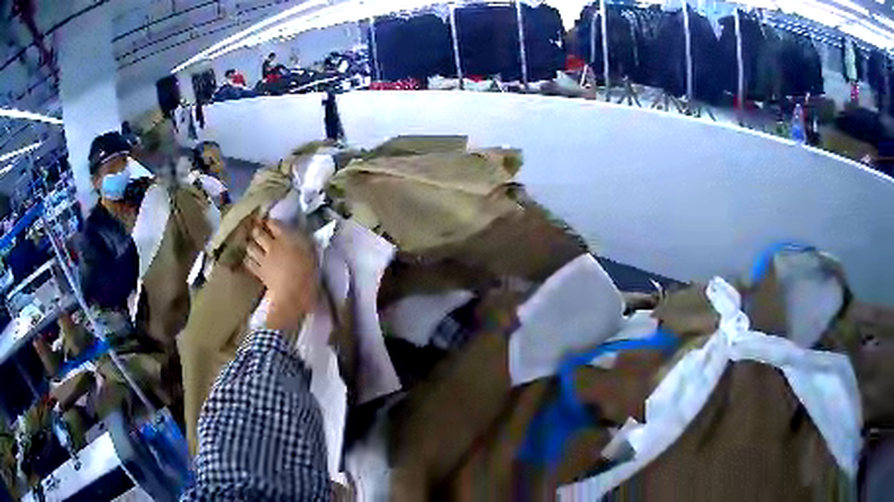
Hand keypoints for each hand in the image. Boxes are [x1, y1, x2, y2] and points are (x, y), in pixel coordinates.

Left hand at [245, 219, 317, 331]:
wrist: (295, 293)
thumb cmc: (308, 273)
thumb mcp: (311, 253)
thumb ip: (303, 241)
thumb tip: (298, 234)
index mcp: (286, 238)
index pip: (274, 224)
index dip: (271, 222)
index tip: (270, 221)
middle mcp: (272, 245)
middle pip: (259, 233)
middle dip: (257, 230)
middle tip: (257, 229)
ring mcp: (264, 259)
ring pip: (251, 247)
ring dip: (251, 244)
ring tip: (251, 244)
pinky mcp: (259, 272)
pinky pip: (249, 263)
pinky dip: (248, 259)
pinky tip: (249, 259)